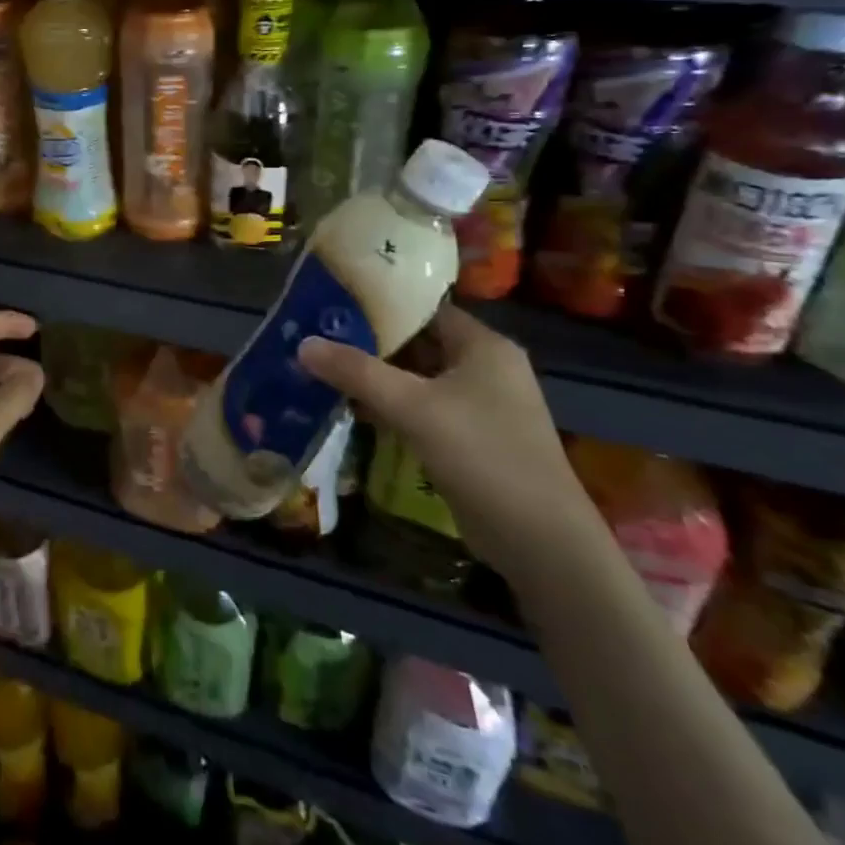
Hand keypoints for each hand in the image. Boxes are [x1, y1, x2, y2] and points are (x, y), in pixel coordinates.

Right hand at [298, 304, 604, 583]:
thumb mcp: (414, 408)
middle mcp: (484, 368)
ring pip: (415, 378)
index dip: (378, 303)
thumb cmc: (483, 456)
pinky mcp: (468, 438)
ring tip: (322, 366)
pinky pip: (420, 408)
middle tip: (317, 333)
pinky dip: (388, 405)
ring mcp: (478, 406)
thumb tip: (302, 344)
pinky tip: (349, 407)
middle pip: (416, 342)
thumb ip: (357, 372)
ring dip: (375, 376)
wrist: (541, 543)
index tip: (331, 301)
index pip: (423, 308)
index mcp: (483, 346)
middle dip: (368, 341)